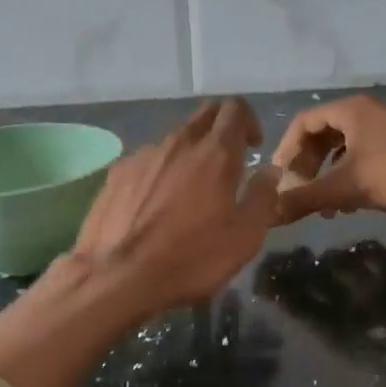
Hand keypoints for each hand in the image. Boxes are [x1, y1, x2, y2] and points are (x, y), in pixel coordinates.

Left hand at [72, 98, 280, 314]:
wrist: (119, 276)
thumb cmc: (191, 259)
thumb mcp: (244, 238)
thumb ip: (263, 198)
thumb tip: (269, 172)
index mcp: (215, 153)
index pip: (235, 109)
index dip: (249, 121)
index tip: (253, 147)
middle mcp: (178, 143)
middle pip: (203, 115)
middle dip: (220, 128)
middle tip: (226, 162)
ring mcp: (142, 155)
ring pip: (173, 140)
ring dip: (188, 154)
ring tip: (187, 192)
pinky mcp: (116, 173)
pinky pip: (146, 162)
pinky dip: (158, 173)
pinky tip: (153, 206)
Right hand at [272, 95, 385, 222]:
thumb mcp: (346, 188)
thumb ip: (304, 199)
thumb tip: (267, 213)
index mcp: (351, 110)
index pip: (303, 122)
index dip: (285, 151)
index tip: (278, 179)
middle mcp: (366, 112)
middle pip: (320, 135)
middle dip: (305, 166)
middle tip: (297, 193)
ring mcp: (384, 128)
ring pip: (340, 149)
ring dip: (324, 176)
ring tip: (320, 205)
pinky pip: (359, 157)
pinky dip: (345, 178)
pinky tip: (345, 205)